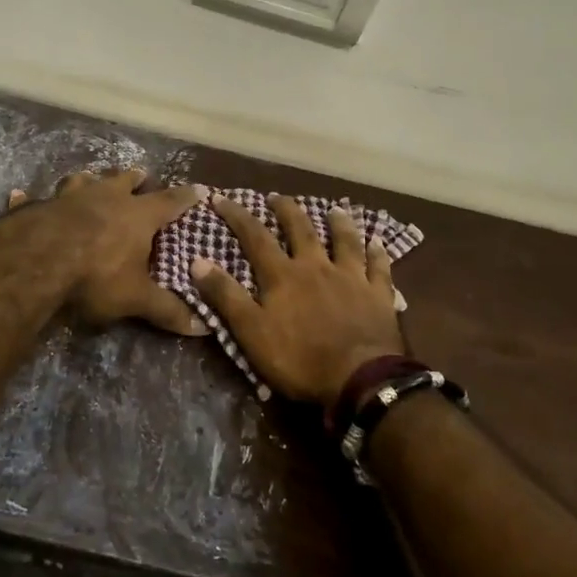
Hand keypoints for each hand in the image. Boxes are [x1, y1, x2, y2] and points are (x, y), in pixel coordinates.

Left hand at [5, 169, 208, 335]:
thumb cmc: (96, 275)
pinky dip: (27, 198)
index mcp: (136, 215)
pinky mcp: (37, 207)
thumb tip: (203, 327)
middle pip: (124, 180)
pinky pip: (32, 199)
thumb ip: (167, 310)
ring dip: (89, 179)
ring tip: (90, 177)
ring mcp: (69, 198)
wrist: (37, 261)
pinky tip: (18, 195)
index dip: (186, 197)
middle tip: (142, 174)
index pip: (170, 202)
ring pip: (82, 180)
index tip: (200, 188)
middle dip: (135, 178)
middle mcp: (105, 197)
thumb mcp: (136, 298)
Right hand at [190, 194, 405, 405]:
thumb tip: (197, 261)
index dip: (237, 216)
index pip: (255, 237)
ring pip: (345, 241)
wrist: (360, 379)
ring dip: (338, 223)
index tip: (221, 198)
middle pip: (301, 229)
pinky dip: (378, 252)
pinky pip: (379, 267)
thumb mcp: (251, 332)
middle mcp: (317, 266)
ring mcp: (351, 278)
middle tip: (277, 197)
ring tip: (334, 209)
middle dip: (286, 210)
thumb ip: (225, 296)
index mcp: (283, 275)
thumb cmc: (299, 358)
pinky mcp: (379, 294)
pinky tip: (378, 242)